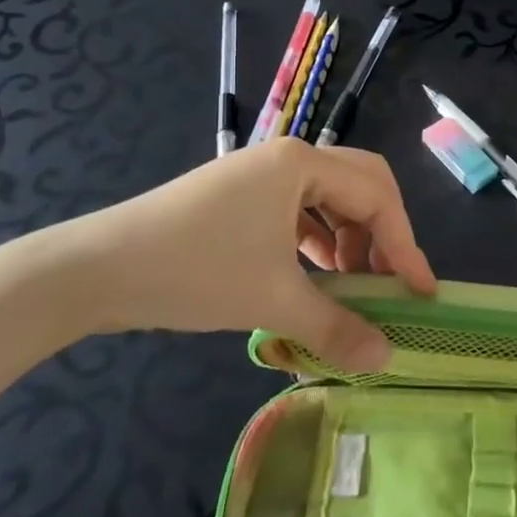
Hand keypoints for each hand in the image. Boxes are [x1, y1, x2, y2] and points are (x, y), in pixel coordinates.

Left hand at [37, 139, 435, 370]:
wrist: (95, 270)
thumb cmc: (193, 271)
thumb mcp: (272, 300)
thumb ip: (337, 327)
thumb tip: (387, 358)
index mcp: (302, 164)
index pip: (377, 197)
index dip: (405, 245)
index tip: (421, 293)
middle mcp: (288, 157)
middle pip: (361, 184)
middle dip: (382, 233)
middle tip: (388, 280)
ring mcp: (261, 174)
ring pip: (330, 196)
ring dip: (349, 237)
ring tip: (349, 285)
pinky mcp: (240, 195)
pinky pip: (299, 208)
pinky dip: (317, 239)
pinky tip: (312, 273)